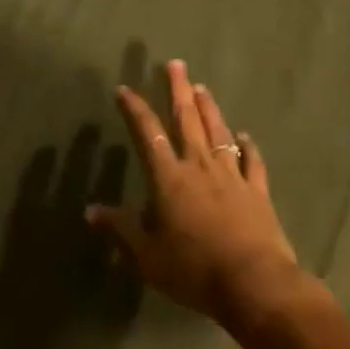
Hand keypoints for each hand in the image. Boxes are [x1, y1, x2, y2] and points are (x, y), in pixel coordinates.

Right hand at [87, 60, 306, 332]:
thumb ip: (120, 229)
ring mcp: (232, 177)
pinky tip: (246, 136)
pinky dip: (248, 147)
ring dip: (209, 109)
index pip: (147, 134)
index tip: (124, 89)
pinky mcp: (258, 193)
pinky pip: (253, 163)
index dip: (135, 109)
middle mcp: (200, 167)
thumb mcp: (146, 255)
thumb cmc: (193, 269)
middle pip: (187, 120)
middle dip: (178, 90)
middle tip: (175, 64)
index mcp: (169, 178)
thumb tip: (91, 211)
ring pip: (219, 133)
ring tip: (202, 87)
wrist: (254, 284)